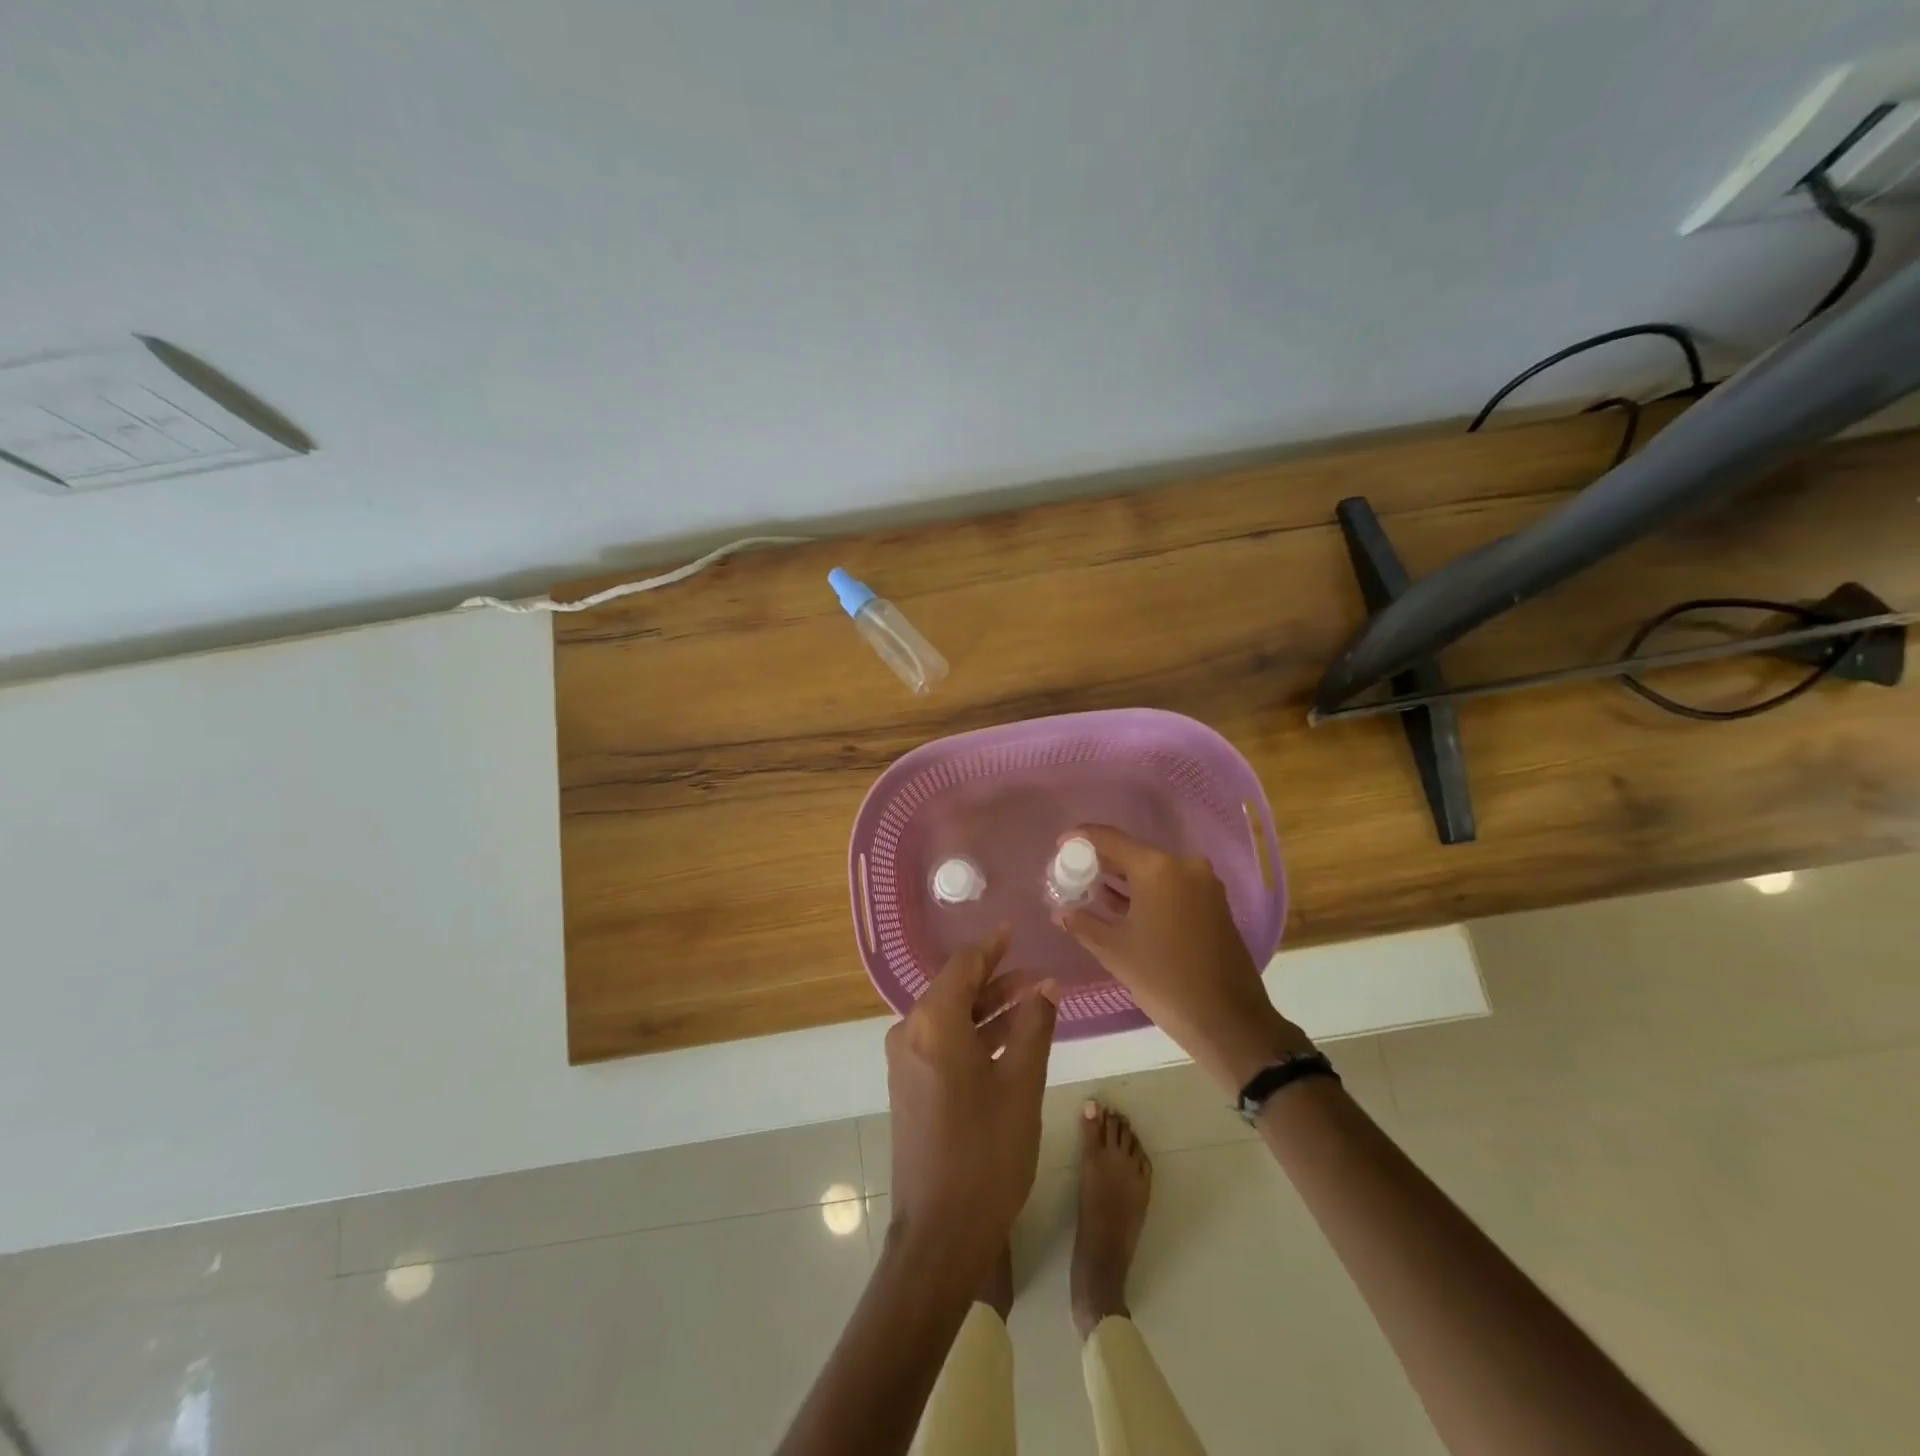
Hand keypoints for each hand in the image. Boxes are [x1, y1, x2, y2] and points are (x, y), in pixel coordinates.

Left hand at [886, 929, 1058, 1279]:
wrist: (939, 1233)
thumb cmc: (986, 1153)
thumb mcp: (1021, 1084)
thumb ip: (1034, 1026)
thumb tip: (1046, 986)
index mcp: (933, 1023)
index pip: (963, 966)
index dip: (992, 947)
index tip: (1015, 932)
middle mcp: (911, 1033)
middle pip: (955, 989)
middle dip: (997, 980)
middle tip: (1037, 975)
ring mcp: (906, 1061)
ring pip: (951, 1017)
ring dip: (988, 1009)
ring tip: (1033, 1003)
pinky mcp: (910, 1085)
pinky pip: (943, 1042)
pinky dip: (974, 1034)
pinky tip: (1008, 1039)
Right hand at [1055, 825, 1312, 1090]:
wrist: (1229, 1021)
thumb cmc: (1165, 980)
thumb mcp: (1115, 951)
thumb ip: (1083, 924)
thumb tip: (1061, 912)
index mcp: (1157, 869)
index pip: (1110, 839)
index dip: (1081, 839)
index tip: (1059, 846)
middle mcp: (1184, 865)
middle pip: (1133, 852)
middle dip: (1101, 861)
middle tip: (1072, 872)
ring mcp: (1203, 883)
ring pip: (1153, 870)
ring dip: (1124, 879)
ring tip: (1091, 889)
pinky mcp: (1214, 903)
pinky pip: (1171, 885)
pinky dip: (1146, 891)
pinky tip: (1122, 905)